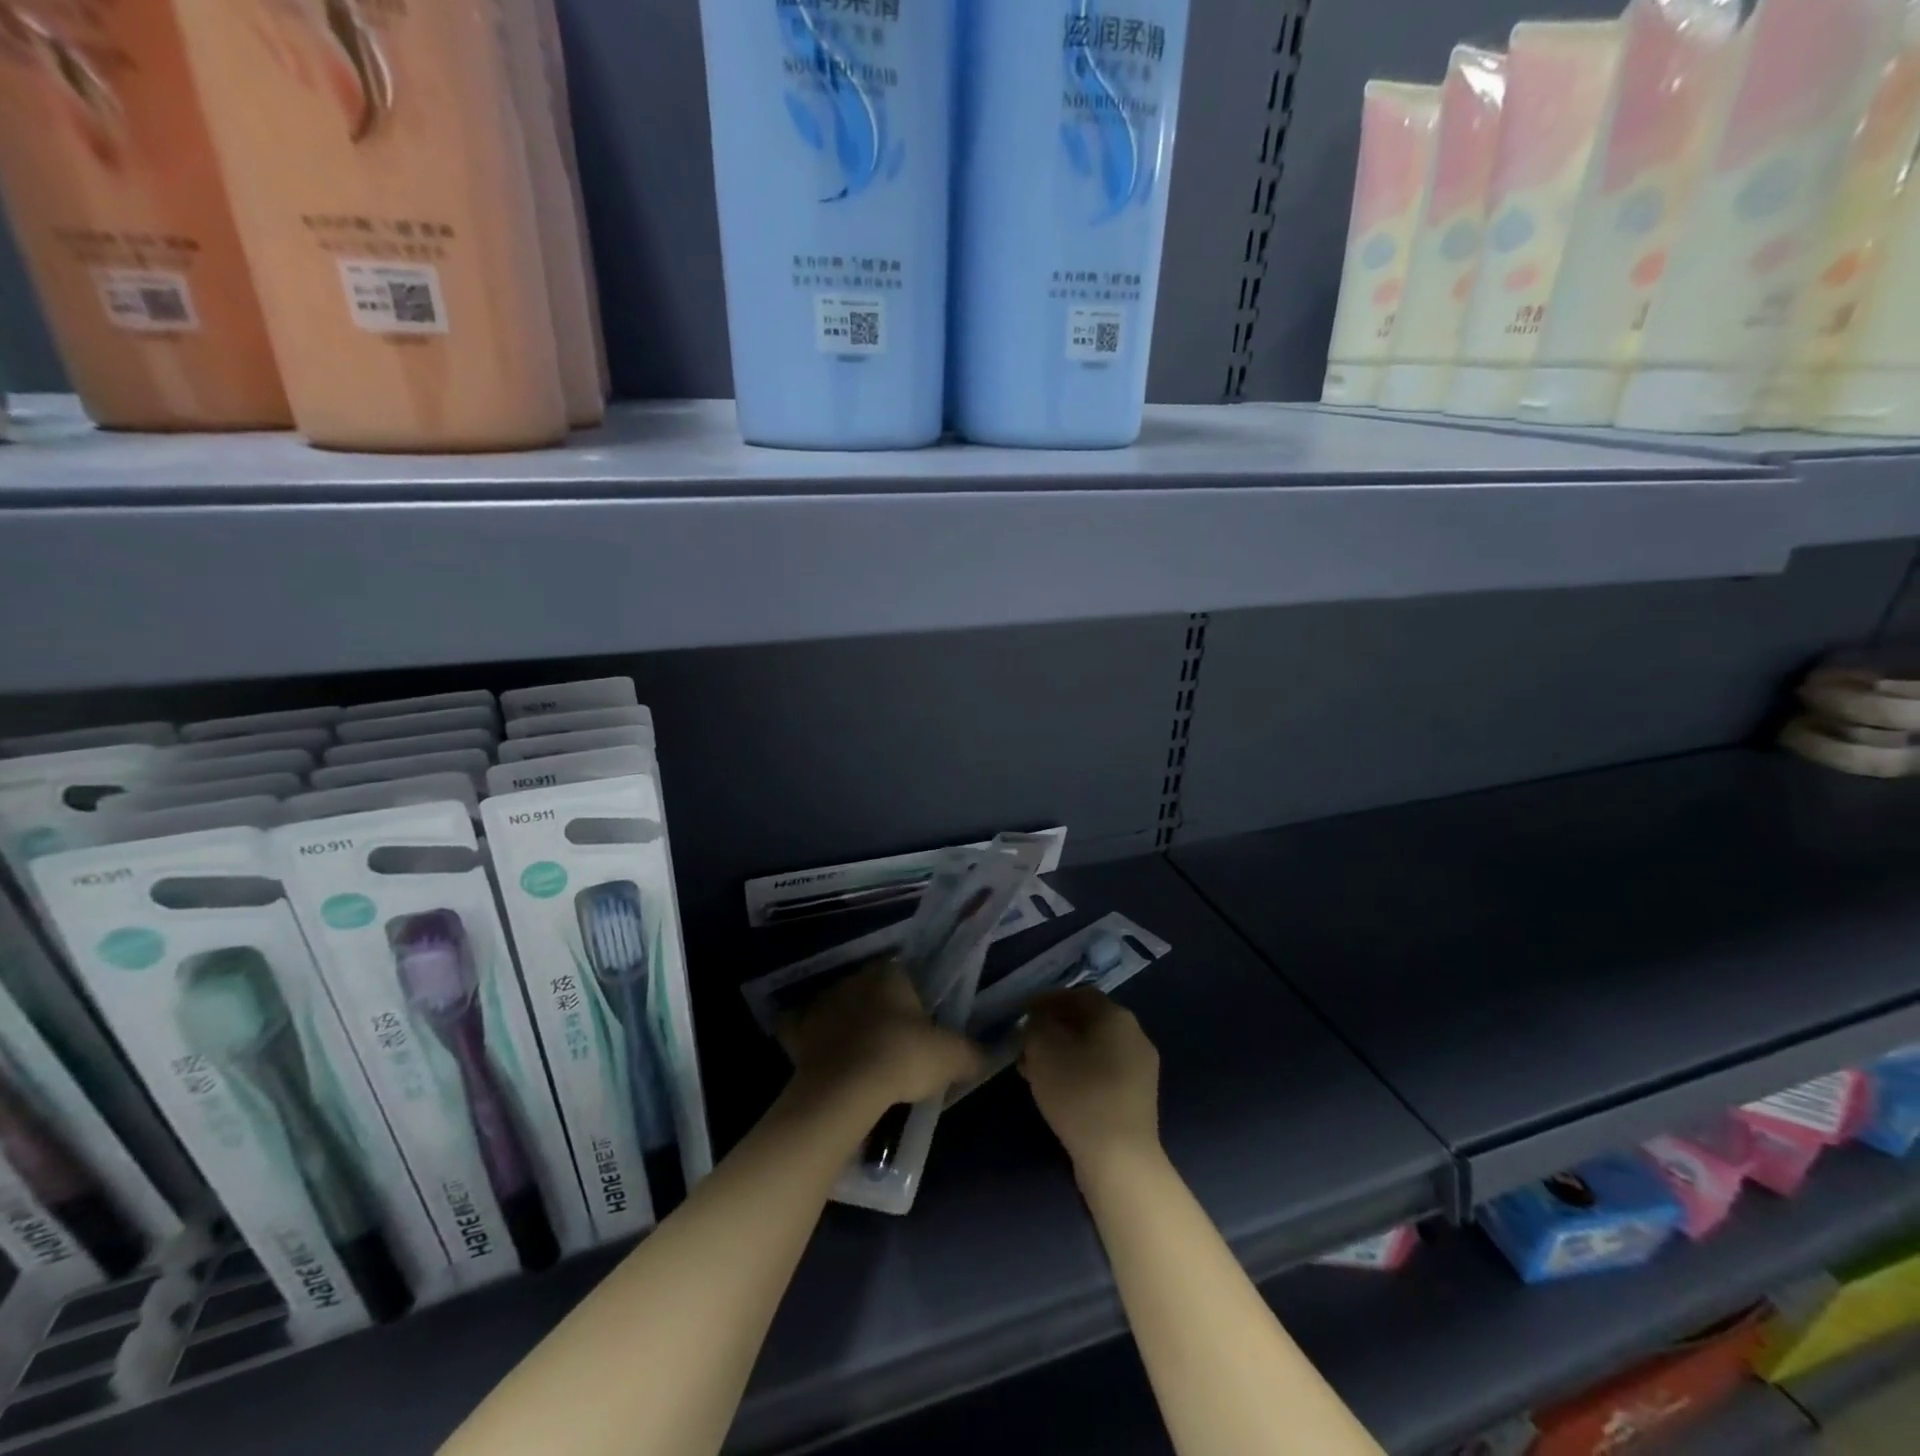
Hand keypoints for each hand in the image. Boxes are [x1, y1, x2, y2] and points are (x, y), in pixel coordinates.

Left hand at [777, 959, 983, 1116]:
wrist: (845, 1089)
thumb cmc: (902, 1057)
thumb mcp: (951, 1056)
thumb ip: (971, 1052)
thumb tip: (982, 1055)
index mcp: (889, 973)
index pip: (904, 977)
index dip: (912, 1001)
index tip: (919, 1028)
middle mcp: (853, 979)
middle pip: (870, 992)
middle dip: (879, 1012)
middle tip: (893, 1046)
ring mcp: (820, 1003)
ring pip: (837, 1008)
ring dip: (845, 1026)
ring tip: (860, 1059)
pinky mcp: (796, 1031)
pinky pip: (802, 1030)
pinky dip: (810, 1041)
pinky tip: (822, 1059)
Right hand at [1020, 987, 1159, 1173]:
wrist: (1119, 1158)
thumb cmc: (1079, 1092)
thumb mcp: (1043, 1048)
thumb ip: (1036, 1024)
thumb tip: (1040, 1021)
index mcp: (1116, 1016)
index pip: (1078, 994)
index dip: (1047, 1000)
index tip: (1022, 1013)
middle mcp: (1134, 1036)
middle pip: (1087, 1021)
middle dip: (1053, 1029)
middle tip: (1025, 1042)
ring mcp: (1140, 1069)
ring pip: (1092, 1049)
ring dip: (1062, 1053)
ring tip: (1032, 1069)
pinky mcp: (1137, 1098)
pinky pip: (1101, 1073)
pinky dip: (1077, 1073)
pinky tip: (1055, 1090)